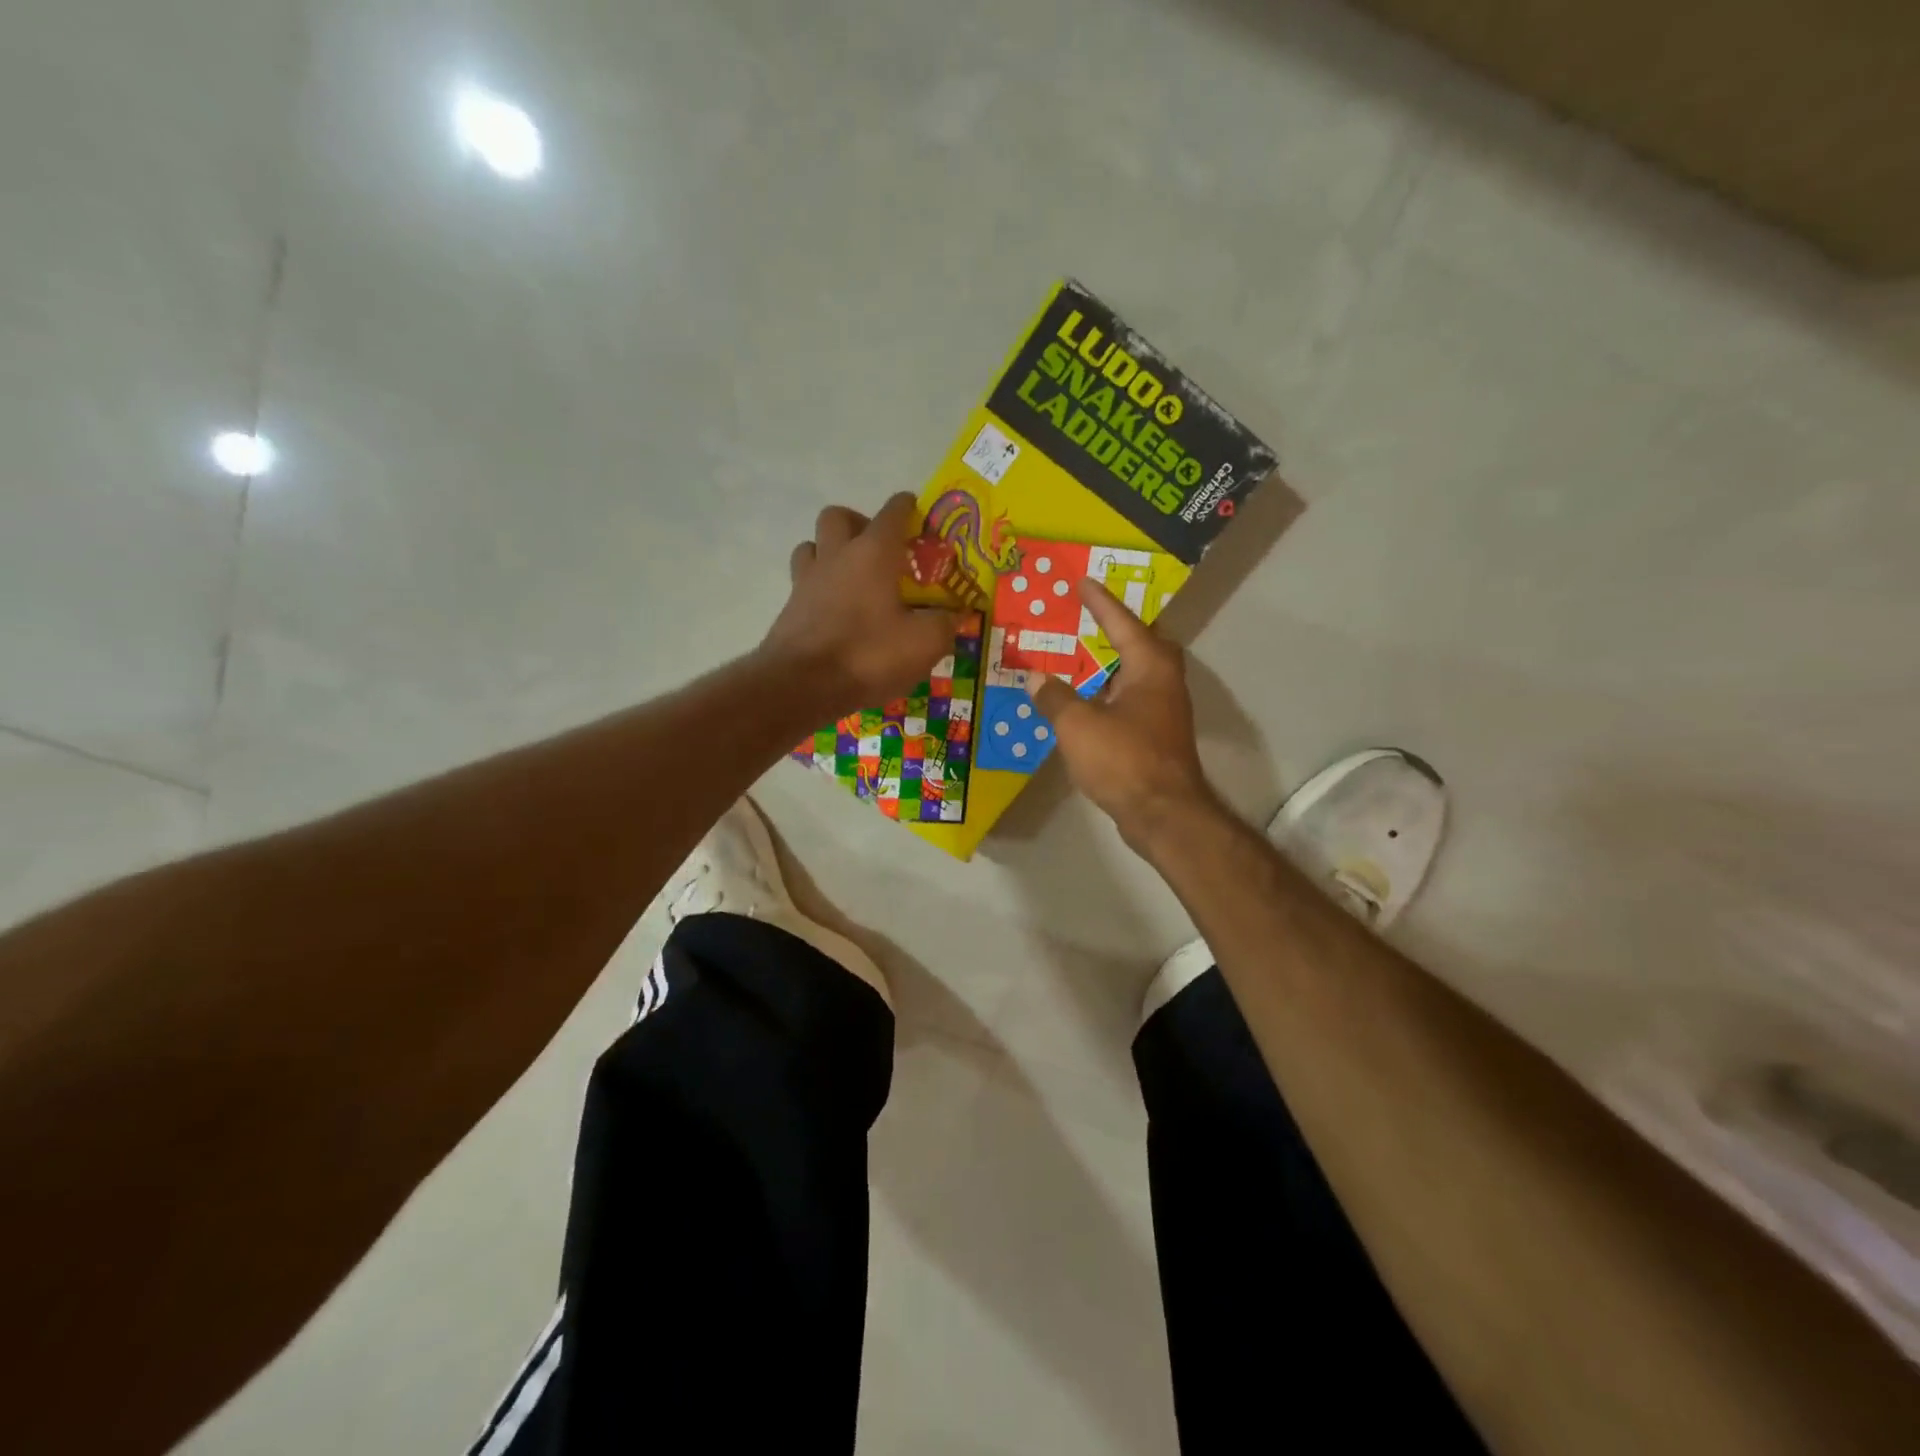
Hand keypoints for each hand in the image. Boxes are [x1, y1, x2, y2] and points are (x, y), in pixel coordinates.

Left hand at [761, 494, 958, 716]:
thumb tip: (954, 615)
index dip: (908, 508)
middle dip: (860, 523)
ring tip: (853, 579)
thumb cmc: (868, 655)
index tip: (918, 514)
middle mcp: (836, 556)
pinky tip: (837, 612)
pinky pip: (804, 583)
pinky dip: (821, 589)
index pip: (893, 512)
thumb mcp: (923, 644)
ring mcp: (806, 581)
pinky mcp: (790, 609)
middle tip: (880, 550)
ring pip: (813, 546)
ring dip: (831, 552)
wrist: (801, 686)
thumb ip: (944, 624)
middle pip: (839, 516)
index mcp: (873, 553)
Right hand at [1031, 578, 1217, 851]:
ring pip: (1135, 676)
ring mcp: (1164, 711)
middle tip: (1087, 618)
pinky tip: (1085, 704)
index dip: (1100, 602)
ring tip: (1079, 657)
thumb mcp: (1077, 724)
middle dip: (1114, 630)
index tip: (1083, 581)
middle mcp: (1163, 682)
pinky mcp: (1157, 737)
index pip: (1122, 623)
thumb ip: (1055, 697)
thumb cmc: (1123, 759)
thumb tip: (1035, 678)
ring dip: (1109, 665)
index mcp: (1149, 666)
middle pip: (1140, 645)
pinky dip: (1108, 694)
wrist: (1163, 814)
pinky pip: (1129, 702)